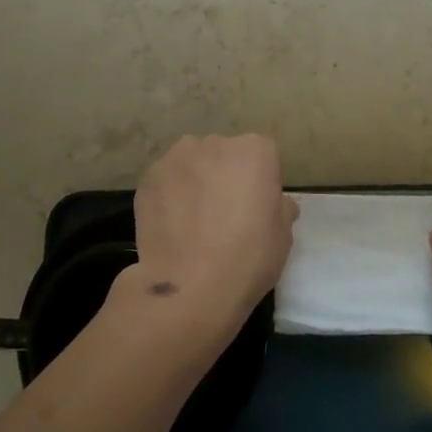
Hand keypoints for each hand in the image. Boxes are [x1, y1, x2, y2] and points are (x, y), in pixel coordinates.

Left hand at [129, 135, 297, 345]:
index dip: (259, 182)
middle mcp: (215, 144)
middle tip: (224, 213)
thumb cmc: (248, 258)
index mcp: (255, 151)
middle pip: (224, 154)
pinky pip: (166, 182)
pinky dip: (169, 196)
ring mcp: (176, 159)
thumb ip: (280, 207)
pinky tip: (172, 226)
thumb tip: (276, 203)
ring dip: (195, 182)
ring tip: (194, 220)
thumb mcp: (283, 236)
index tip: (255, 208)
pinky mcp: (148, 179)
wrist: (190, 287)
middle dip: (225, 176)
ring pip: (191, 164)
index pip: (262, 156)